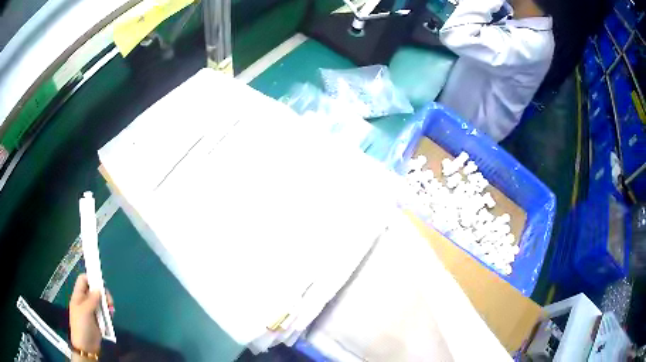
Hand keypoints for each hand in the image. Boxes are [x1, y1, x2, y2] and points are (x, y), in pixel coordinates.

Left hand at [69, 274, 113, 354]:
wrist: (86, 347)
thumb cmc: (81, 326)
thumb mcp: (85, 311)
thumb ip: (91, 300)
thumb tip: (99, 288)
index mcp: (78, 296)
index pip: (83, 280)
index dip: (91, 278)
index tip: (101, 284)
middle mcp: (84, 301)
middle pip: (94, 290)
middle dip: (102, 293)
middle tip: (109, 301)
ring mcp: (91, 311)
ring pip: (100, 301)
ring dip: (106, 304)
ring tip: (111, 310)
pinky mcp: (98, 320)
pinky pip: (104, 312)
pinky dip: (108, 312)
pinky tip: (111, 316)